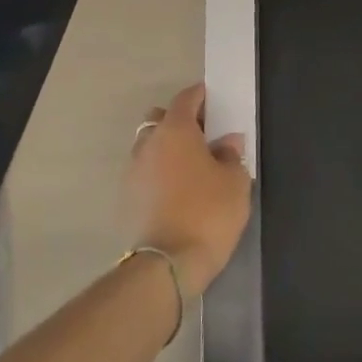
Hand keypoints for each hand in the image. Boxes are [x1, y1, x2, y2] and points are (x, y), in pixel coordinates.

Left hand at [125, 84, 250, 294]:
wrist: (167, 265)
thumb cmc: (208, 213)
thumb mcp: (235, 182)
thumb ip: (231, 156)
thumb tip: (227, 142)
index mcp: (175, 131)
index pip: (186, 99)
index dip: (201, 96)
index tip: (214, 99)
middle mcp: (149, 143)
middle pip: (160, 119)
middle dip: (179, 121)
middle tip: (202, 135)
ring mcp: (133, 171)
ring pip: (149, 146)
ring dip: (166, 148)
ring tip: (190, 166)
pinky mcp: (126, 198)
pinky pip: (145, 172)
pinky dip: (158, 172)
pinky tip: (176, 190)